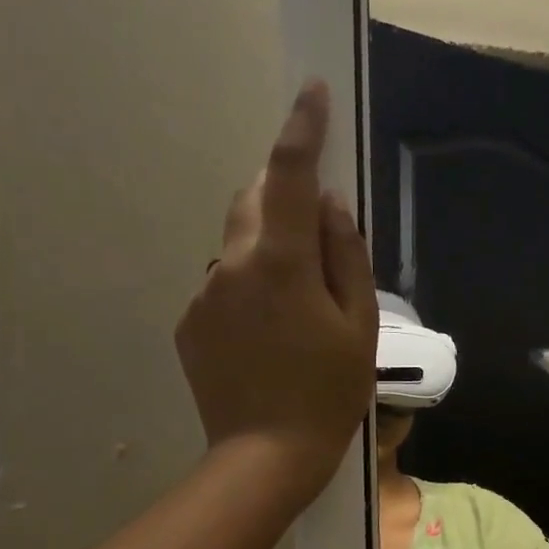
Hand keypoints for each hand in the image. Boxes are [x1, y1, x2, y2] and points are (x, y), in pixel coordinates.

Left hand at [176, 81, 377, 506]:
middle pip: (255, 202)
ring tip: (298, 309)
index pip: (291, 177)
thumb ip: (346, 258)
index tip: (312, 91)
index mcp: (281, 263)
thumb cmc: (329, 394)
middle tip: (318, 233)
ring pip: (240, 246)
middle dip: (284, 197)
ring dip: (269, 251)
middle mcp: (232, 265)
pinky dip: (250, 289)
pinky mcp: (190, 322)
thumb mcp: (359, 327)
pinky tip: (270, 337)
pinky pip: (224, 284)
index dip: (302, 129)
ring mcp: (204, 294)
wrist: (266, 456)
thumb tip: (331, 205)